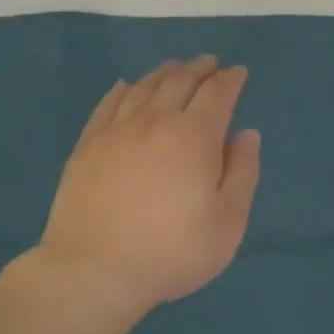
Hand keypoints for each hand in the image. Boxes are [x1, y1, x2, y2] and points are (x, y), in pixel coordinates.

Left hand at [37, 56, 260, 315]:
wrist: (95, 270)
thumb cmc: (172, 251)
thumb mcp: (227, 222)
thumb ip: (242, 173)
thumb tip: (246, 134)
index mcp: (194, 136)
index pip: (217, 94)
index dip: (231, 80)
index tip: (239, 73)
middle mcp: (155, 122)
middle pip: (179, 82)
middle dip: (199, 68)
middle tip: (210, 62)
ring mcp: (116, 131)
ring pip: (143, 88)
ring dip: (164, 73)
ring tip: (175, 67)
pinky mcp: (87, 146)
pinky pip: (108, 104)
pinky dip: (123, 90)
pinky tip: (126, 86)